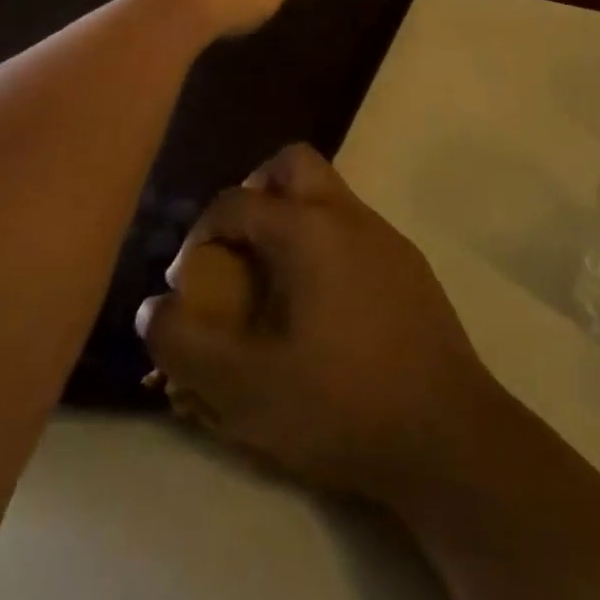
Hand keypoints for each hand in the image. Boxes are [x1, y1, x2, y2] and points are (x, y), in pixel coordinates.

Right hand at [135, 146, 493, 506]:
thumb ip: (183, 343)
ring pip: (326, 194)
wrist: (446, 435)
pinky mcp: (408, 264)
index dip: (198, 235)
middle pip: (291, 165)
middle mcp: (347, 215)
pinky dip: (323, 245)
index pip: (235, 201)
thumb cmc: (339, 403)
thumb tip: (153, 307)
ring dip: (290, 219)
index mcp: (306, 229)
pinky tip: (321, 306)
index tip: (188, 285)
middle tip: (237, 249)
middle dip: (254, 193)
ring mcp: (384, 236)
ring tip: (273, 282)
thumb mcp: (243, 388)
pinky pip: (351, 229)